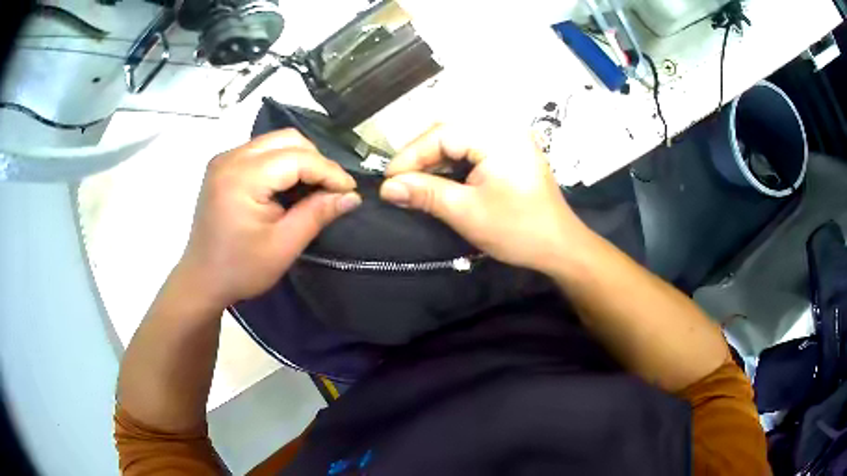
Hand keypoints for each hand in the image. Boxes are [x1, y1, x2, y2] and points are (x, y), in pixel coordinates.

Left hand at [175, 130, 360, 308]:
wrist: (202, 280)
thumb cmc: (240, 269)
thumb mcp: (283, 246)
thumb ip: (317, 214)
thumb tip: (351, 196)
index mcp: (242, 177)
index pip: (298, 158)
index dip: (329, 171)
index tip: (351, 191)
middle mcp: (231, 157)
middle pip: (287, 139)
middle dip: (316, 160)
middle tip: (331, 189)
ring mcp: (224, 159)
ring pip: (275, 142)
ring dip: (300, 160)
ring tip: (313, 187)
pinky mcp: (223, 166)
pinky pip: (262, 151)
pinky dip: (282, 163)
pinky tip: (289, 186)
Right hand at [379, 124, 590, 273]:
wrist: (560, 246)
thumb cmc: (517, 229)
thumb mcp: (466, 211)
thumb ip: (425, 193)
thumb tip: (387, 188)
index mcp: (497, 135)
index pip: (440, 134)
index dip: (410, 156)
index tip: (388, 182)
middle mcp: (503, 127)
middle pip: (448, 132)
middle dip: (420, 157)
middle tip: (398, 183)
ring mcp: (509, 138)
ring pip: (458, 139)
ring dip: (434, 161)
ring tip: (414, 183)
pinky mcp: (510, 151)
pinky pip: (473, 148)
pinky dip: (452, 163)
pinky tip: (439, 180)